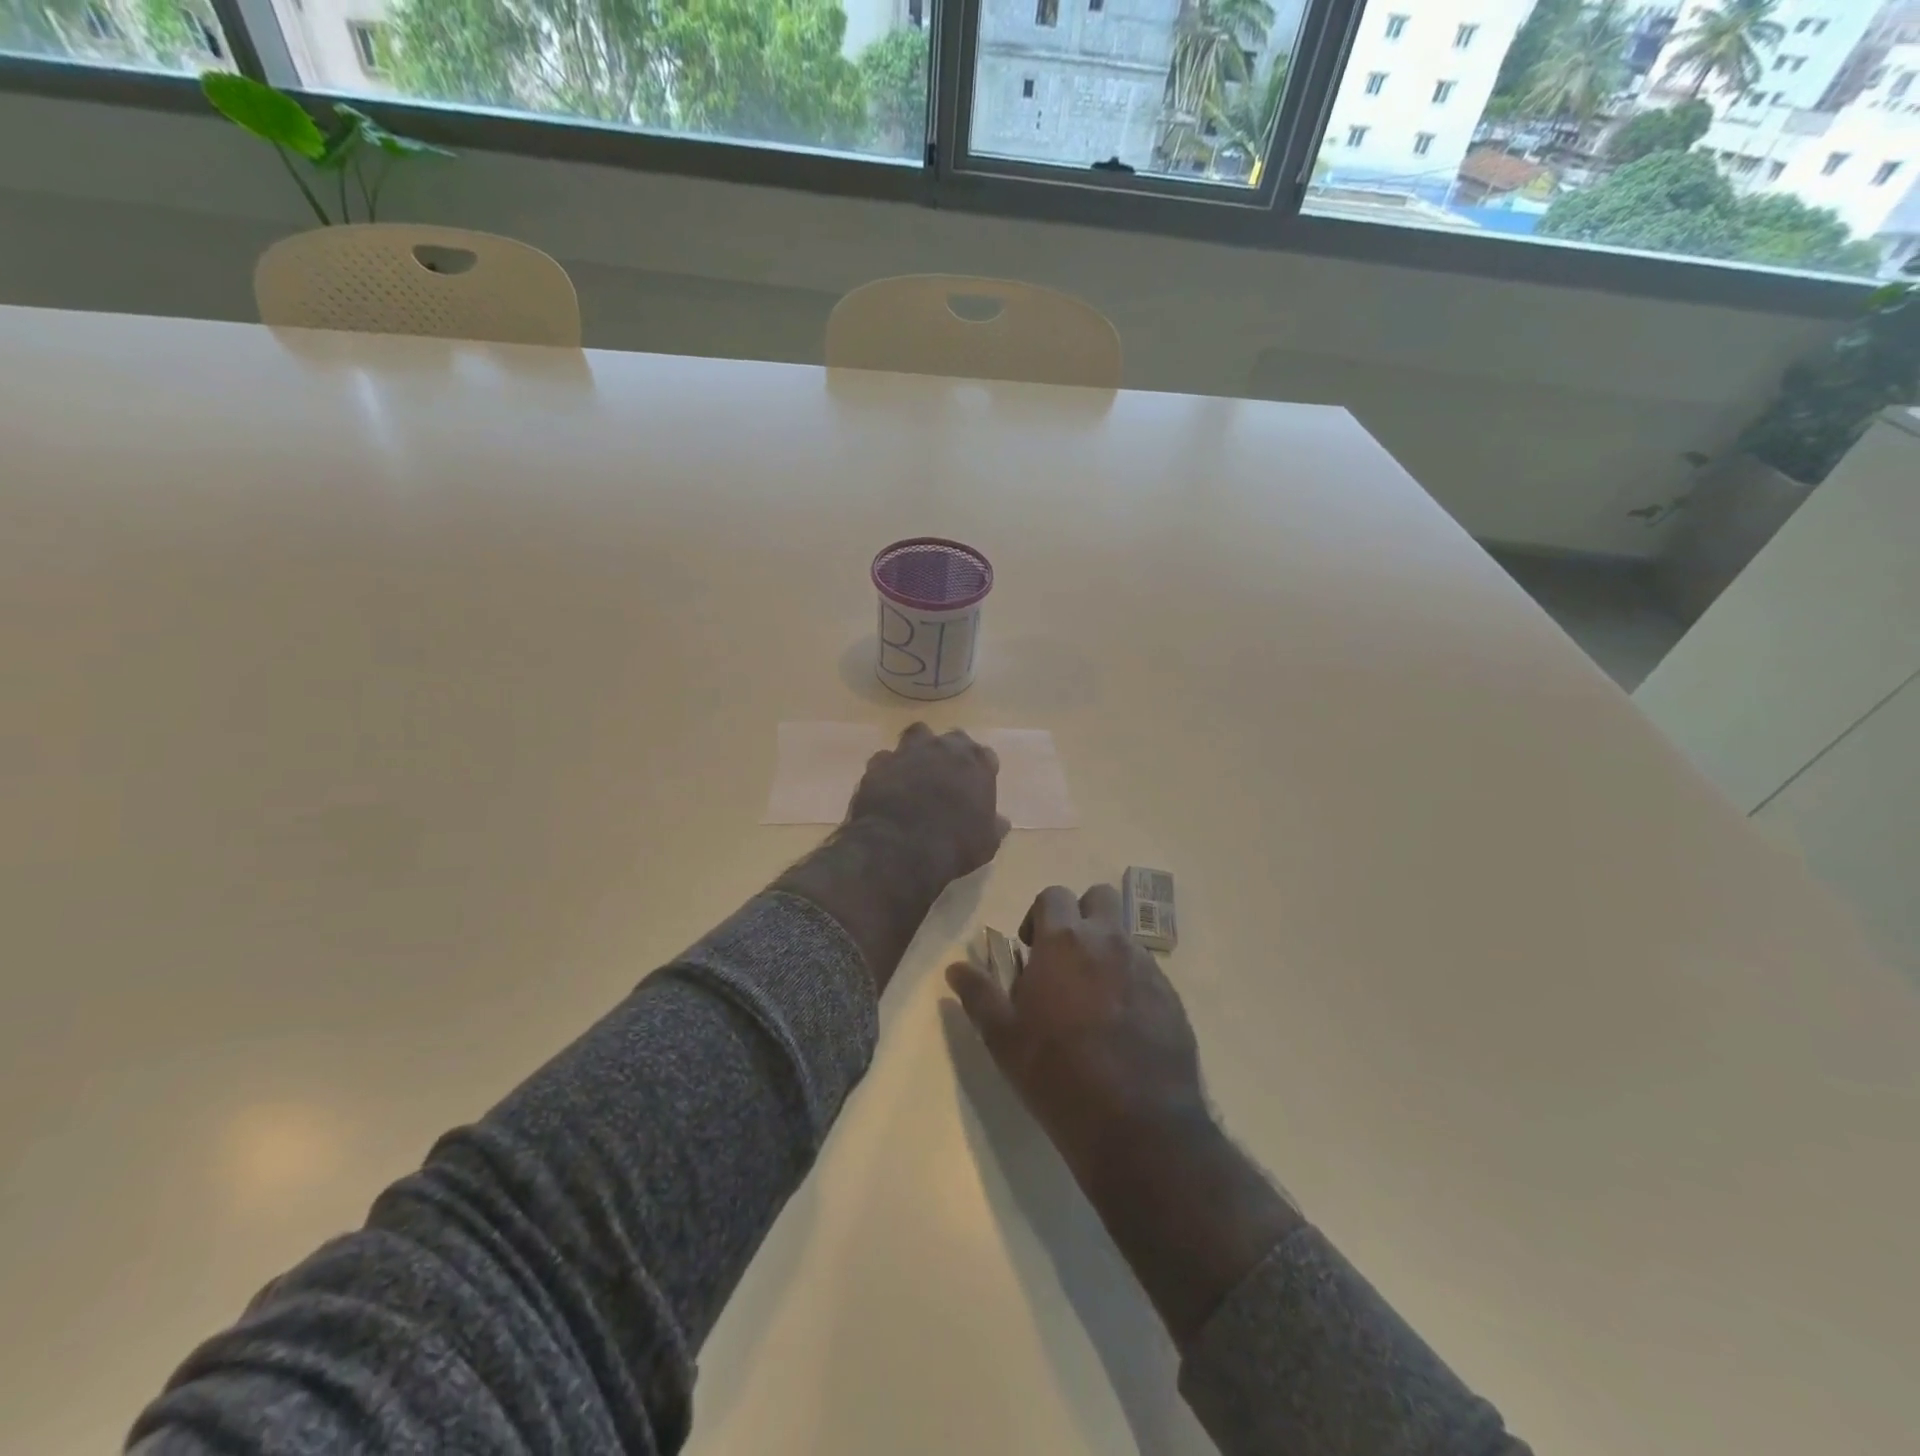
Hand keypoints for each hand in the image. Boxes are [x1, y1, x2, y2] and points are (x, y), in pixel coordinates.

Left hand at [847, 724, 1009, 890]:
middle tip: (947, 775)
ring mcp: (909, 751)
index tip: (977, 787)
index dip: (981, 771)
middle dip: (951, 753)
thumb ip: (994, 825)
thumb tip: (1001, 821)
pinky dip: (888, 769)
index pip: (986, 756)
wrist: (900, 848)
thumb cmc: (954, 845)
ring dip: (918, 749)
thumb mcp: (986, 843)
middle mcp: (944, 748)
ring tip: (916, 771)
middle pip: (953, 739)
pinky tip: (888, 785)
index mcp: (976, 763)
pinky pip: (885, 758)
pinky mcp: (879, 763)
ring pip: (917, 735)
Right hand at [947, 883, 1300, 1348]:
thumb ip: (978, 995)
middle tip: (1065, 958)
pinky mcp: (1172, 996)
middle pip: (1099, 898)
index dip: (1039, 916)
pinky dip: (1131, 982)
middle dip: (1082, 916)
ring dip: (1106, 950)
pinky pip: (1148, 971)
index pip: (1053, 895)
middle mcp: (1109, 940)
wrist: (1138, 1124)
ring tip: (1093, 997)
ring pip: (1124, 935)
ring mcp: (1146, 966)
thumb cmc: (1058, 1073)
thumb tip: (954, 967)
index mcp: (1065, 941)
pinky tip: (1122, 1024)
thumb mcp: (1004, 1038)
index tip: (1031, 949)